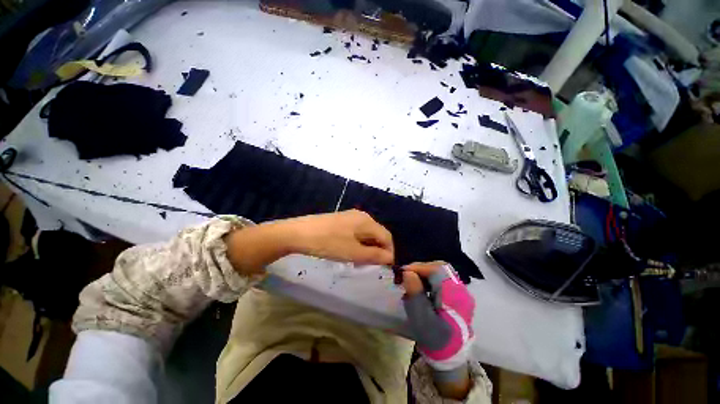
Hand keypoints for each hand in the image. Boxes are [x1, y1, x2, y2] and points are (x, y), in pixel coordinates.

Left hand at [284, 209, 393, 264]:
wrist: (299, 233)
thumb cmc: (329, 243)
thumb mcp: (354, 253)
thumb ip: (375, 256)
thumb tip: (390, 258)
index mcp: (367, 221)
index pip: (387, 237)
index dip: (389, 253)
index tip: (384, 268)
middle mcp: (362, 216)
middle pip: (377, 235)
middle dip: (376, 251)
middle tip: (369, 266)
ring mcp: (350, 216)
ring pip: (366, 234)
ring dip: (366, 248)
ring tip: (358, 261)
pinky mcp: (341, 220)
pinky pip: (356, 232)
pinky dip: (357, 243)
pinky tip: (348, 252)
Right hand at [402, 262, 474, 398]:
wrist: (451, 357)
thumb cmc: (435, 338)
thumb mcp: (421, 318)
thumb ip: (415, 293)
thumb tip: (408, 272)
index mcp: (454, 295)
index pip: (437, 269)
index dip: (419, 267)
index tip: (404, 271)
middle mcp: (460, 290)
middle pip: (440, 267)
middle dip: (422, 268)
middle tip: (408, 274)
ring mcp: (460, 292)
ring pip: (441, 272)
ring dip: (425, 273)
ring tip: (412, 280)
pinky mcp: (457, 295)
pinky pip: (442, 279)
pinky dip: (430, 279)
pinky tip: (422, 287)